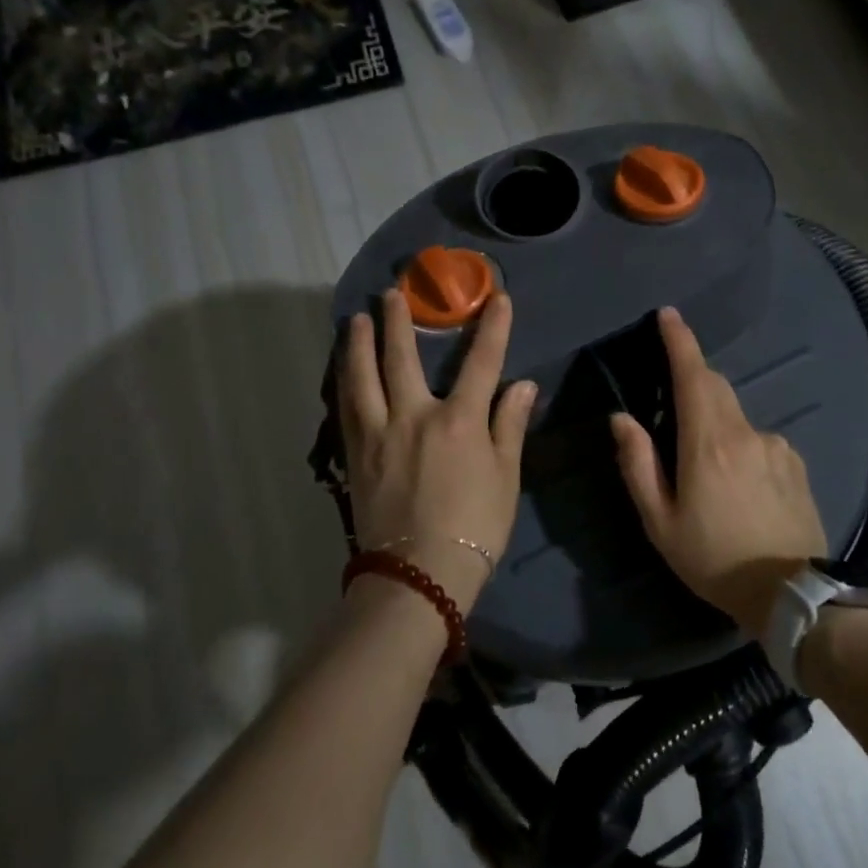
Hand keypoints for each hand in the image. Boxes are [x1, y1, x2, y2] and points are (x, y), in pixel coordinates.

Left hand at [337, 288, 537, 612]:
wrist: (419, 574)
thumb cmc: (474, 528)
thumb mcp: (506, 478)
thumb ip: (510, 426)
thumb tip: (524, 385)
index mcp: (459, 422)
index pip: (481, 363)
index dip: (492, 328)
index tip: (497, 297)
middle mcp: (414, 416)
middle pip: (403, 358)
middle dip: (399, 321)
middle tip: (392, 293)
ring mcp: (378, 434)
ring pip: (362, 377)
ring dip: (359, 344)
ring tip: (356, 319)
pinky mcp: (355, 455)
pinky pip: (347, 408)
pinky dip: (344, 382)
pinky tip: (342, 371)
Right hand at [611, 306, 826, 637]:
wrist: (792, 596)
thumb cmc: (714, 559)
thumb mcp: (660, 521)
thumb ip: (638, 464)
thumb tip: (622, 418)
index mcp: (707, 443)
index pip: (693, 376)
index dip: (679, 341)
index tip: (668, 315)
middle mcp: (745, 433)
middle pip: (716, 387)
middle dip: (693, 377)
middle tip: (672, 395)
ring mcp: (776, 446)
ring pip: (737, 416)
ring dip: (716, 422)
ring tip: (707, 468)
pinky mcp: (795, 463)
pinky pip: (760, 439)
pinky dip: (742, 445)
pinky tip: (740, 485)